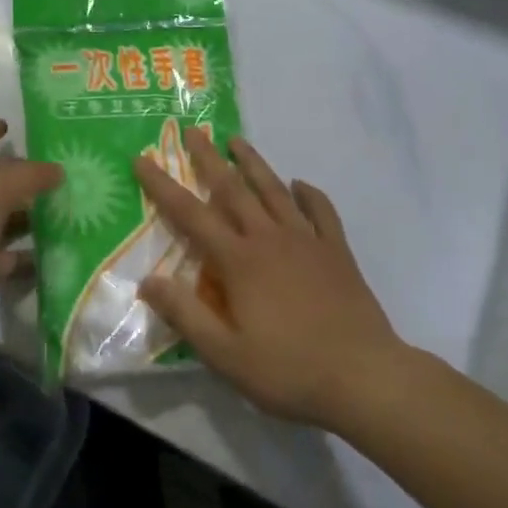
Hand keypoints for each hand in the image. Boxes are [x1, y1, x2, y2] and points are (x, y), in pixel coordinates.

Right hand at [135, 128, 398, 431]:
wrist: (364, 377)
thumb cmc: (288, 370)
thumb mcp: (225, 354)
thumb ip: (184, 314)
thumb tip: (146, 280)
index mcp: (238, 261)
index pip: (190, 214)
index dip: (163, 186)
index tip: (143, 159)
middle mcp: (269, 239)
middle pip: (233, 189)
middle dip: (209, 158)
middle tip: (193, 130)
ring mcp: (306, 241)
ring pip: (274, 191)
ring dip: (253, 163)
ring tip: (237, 141)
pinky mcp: (337, 253)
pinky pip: (322, 212)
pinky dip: (310, 194)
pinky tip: (301, 185)